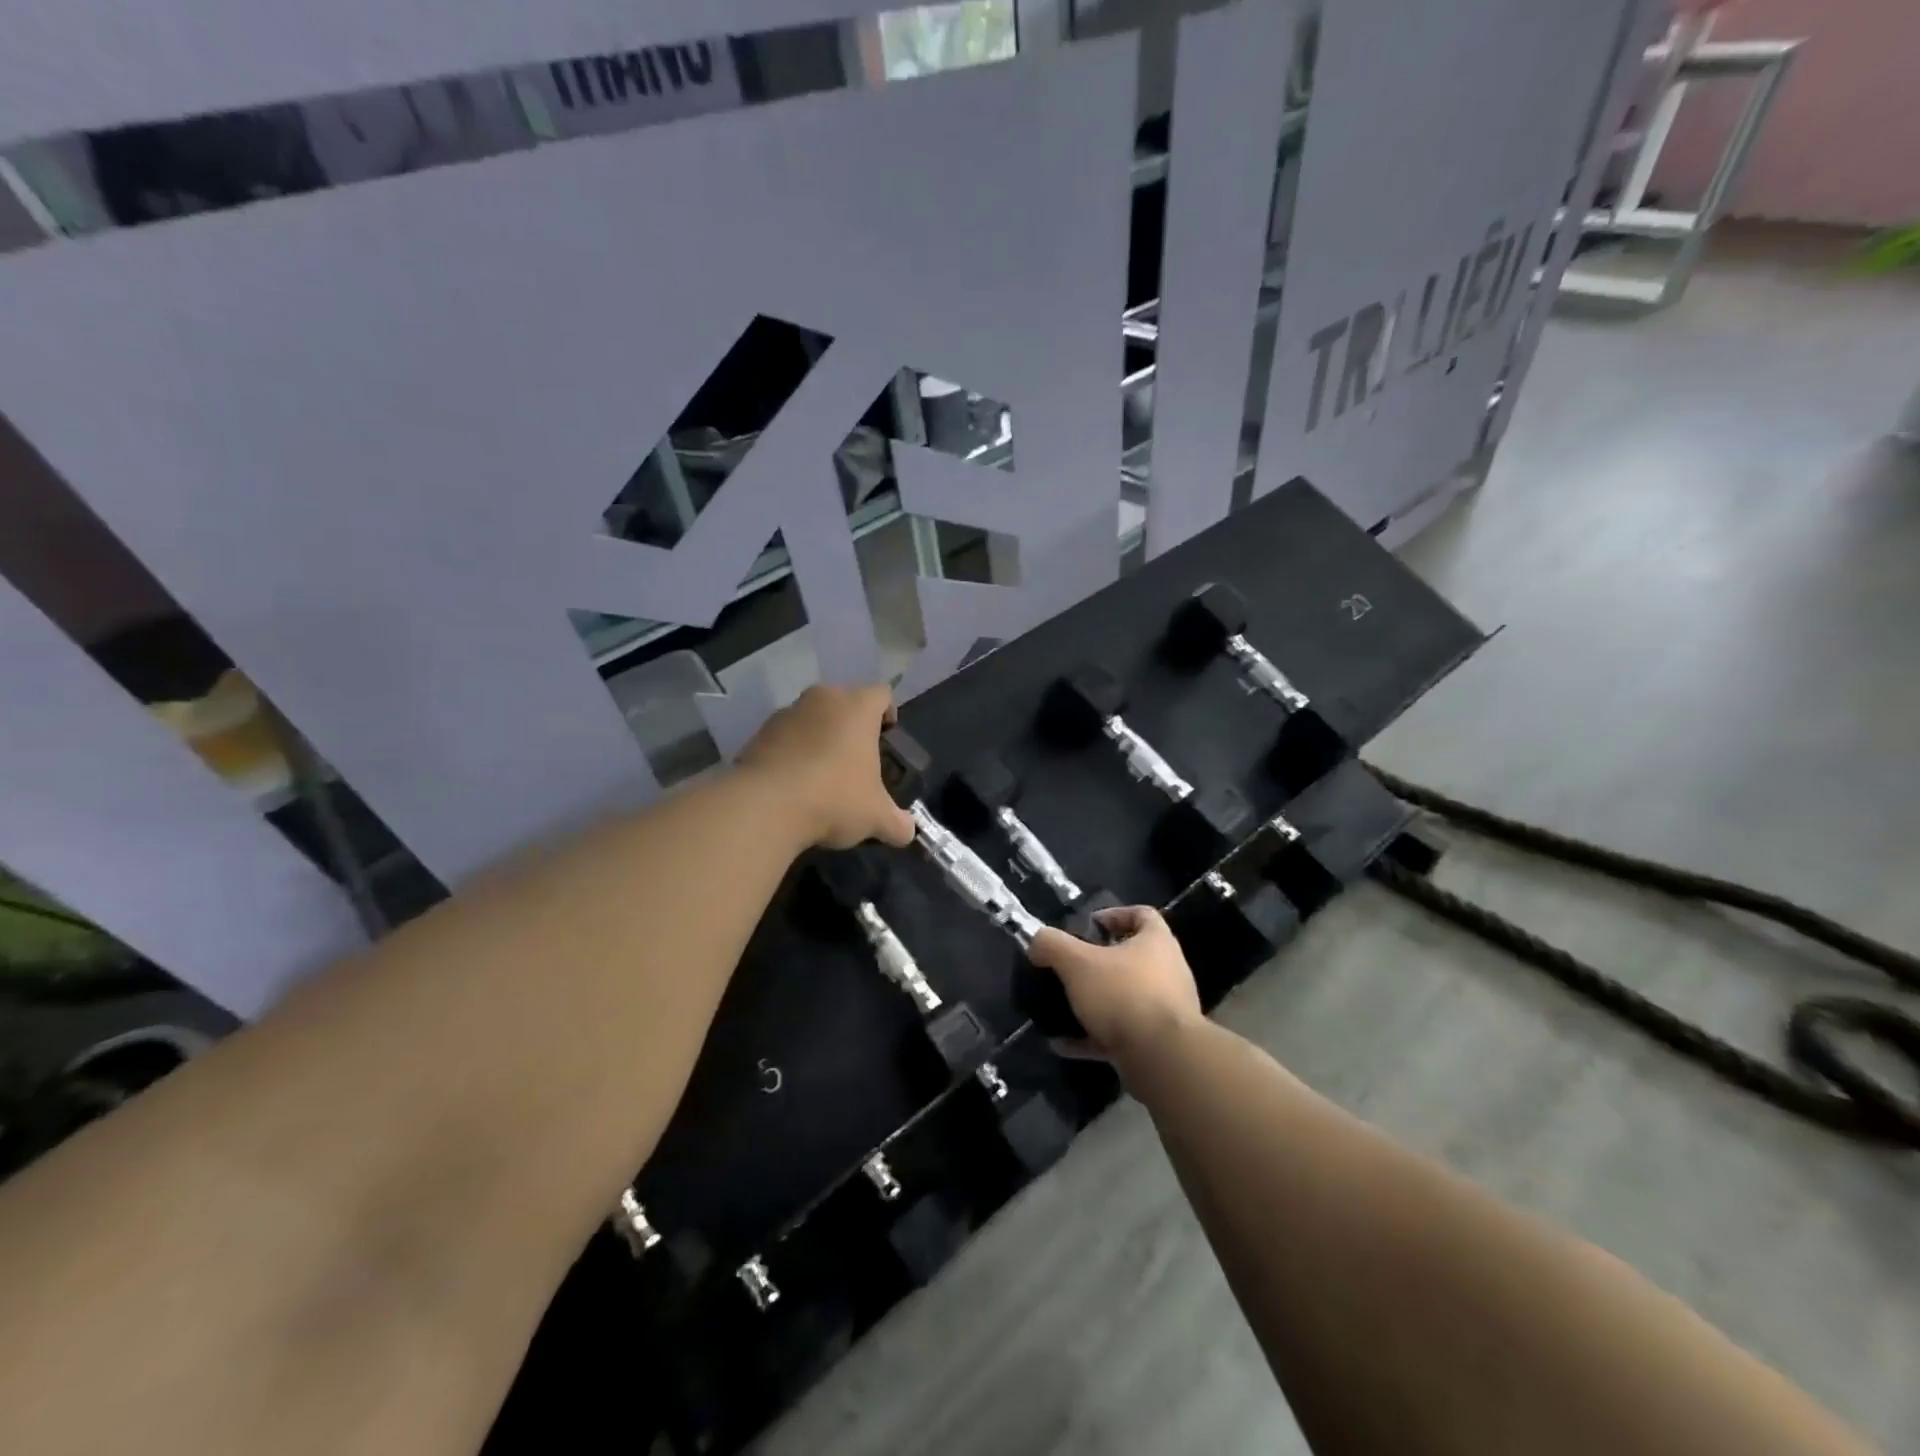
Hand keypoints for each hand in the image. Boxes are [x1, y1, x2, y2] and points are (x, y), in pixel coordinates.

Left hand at [736, 684, 916, 850]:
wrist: (764, 807)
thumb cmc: (834, 798)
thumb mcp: (876, 817)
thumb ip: (897, 823)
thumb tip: (908, 832)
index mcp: (857, 707)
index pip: (882, 694)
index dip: (888, 713)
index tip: (887, 739)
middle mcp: (822, 699)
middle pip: (844, 701)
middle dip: (852, 726)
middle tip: (857, 758)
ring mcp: (787, 713)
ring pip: (812, 717)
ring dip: (819, 737)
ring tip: (822, 774)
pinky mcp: (758, 733)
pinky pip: (785, 736)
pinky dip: (792, 752)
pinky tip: (794, 784)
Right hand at [1026, 906, 1203, 1063]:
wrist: (1161, 1058)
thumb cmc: (1123, 994)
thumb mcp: (1077, 962)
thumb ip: (1052, 945)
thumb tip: (1036, 941)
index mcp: (1157, 942)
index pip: (1143, 914)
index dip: (1115, 914)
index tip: (1089, 925)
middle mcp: (1169, 972)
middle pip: (1134, 958)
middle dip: (1101, 962)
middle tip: (1072, 966)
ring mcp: (1167, 1010)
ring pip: (1127, 998)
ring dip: (1096, 1003)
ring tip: (1063, 1007)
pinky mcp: (1159, 1043)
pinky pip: (1121, 1034)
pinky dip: (1093, 1037)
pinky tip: (1064, 1044)